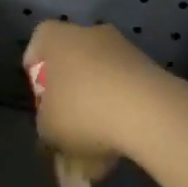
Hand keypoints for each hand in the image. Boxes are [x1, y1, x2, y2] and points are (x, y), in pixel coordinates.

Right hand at [23, 20, 165, 168]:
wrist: (149, 112)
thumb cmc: (83, 110)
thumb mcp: (48, 127)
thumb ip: (45, 125)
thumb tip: (53, 127)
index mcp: (54, 37)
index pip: (37, 46)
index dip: (37, 77)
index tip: (43, 104)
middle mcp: (87, 32)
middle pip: (72, 64)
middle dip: (70, 98)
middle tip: (69, 131)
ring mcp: (122, 48)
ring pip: (101, 81)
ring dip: (98, 110)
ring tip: (98, 153)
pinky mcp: (150, 68)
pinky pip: (126, 91)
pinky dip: (122, 115)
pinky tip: (121, 148)